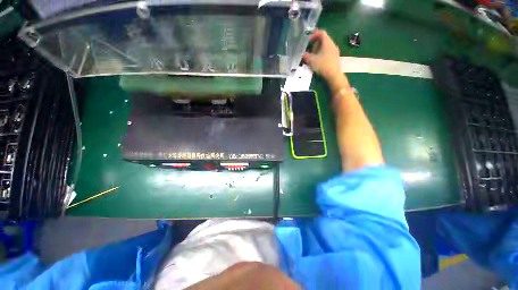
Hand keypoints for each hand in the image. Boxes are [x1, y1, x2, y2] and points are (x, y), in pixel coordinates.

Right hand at [302, 30, 340, 80]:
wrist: (334, 75)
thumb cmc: (323, 65)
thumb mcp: (312, 61)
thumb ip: (306, 56)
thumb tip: (302, 54)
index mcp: (327, 42)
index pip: (321, 33)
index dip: (314, 35)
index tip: (308, 40)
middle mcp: (332, 44)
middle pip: (323, 40)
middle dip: (315, 45)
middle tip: (310, 52)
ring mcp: (335, 51)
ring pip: (325, 47)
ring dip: (318, 50)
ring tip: (313, 58)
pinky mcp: (335, 57)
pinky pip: (328, 52)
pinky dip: (322, 54)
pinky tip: (319, 62)